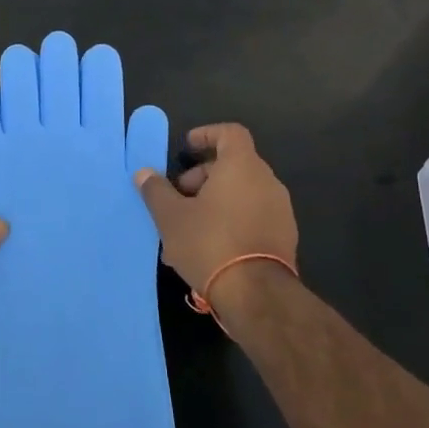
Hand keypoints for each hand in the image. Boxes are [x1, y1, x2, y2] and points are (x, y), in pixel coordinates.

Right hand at [134, 124, 297, 317]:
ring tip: (186, 228)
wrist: (257, 294)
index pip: (230, 133)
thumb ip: (156, 191)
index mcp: (242, 166)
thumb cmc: (210, 243)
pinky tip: (208, 248)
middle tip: (178, 197)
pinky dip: (230, 220)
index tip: (187, 148)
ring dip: (214, 202)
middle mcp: (267, 181)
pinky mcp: (284, 236)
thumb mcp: (171, 217)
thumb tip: (144, 173)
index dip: (207, 134)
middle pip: (233, 165)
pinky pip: (252, 216)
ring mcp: (280, 210)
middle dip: (202, 177)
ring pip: (241, 193)